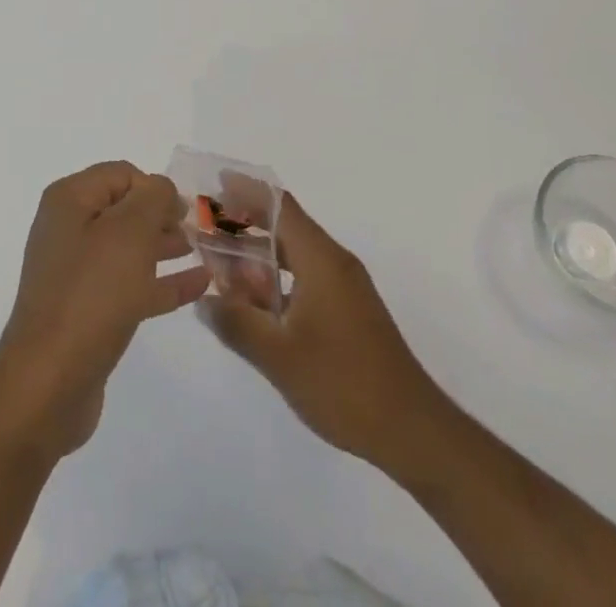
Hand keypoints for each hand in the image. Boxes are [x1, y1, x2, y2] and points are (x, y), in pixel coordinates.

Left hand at [0, 162, 210, 460]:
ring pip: (129, 248)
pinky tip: (198, 285)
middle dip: (163, 216)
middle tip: (201, 229)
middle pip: (124, 209)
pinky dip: (162, 281)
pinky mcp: (87, 312)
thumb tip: (162, 188)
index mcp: (69, 200)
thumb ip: (153, 198)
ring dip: (165, 246)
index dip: (156, 187)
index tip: (187, 210)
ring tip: (204, 252)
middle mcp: (68, 229)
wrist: (49, 382)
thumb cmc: (91, 293)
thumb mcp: (130, 232)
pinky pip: (131, 284)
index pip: (121, 174)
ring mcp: (76, 273)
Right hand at [198, 191, 440, 472]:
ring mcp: (344, 288)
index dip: (246, 190)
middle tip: (205, 230)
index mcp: (321, 259)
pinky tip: (254, 305)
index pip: (279, 205)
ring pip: (294, 256)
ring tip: (219, 267)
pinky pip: (304, 279)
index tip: (213, 185)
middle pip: (284, 227)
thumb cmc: (343, 384)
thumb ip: (237, 322)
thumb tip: (204, 299)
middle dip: (244, 224)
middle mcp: (334, 263)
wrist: (412, 431)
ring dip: (258, 257)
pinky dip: (275, 281)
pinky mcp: (348, 312)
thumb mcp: (278, 356)